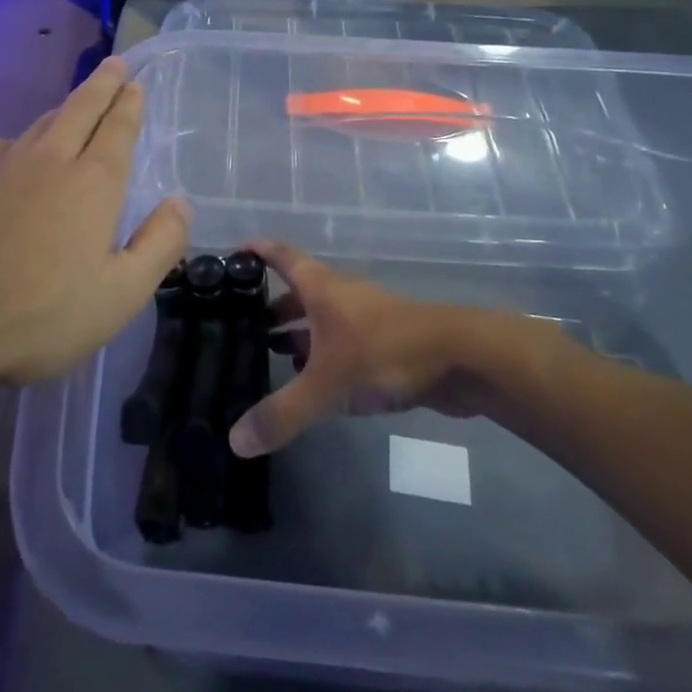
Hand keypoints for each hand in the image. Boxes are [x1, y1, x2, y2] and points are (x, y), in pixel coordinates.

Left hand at [0, 57, 188, 392]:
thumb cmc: (40, 315)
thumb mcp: (120, 295)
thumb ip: (159, 245)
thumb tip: (180, 203)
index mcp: (93, 184)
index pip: (117, 130)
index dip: (129, 104)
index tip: (135, 82)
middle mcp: (49, 161)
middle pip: (80, 109)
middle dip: (101, 85)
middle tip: (115, 64)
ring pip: (40, 124)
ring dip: (63, 108)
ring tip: (74, 104)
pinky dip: (15, 140)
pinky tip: (11, 151)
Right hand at [229, 242, 549, 457]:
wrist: (462, 359)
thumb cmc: (385, 353)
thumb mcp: (326, 384)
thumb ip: (282, 413)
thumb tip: (234, 441)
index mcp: (321, 287)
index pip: (280, 255)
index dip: (256, 251)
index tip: (229, 255)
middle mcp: (340, 295)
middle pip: (298, 290)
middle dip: (269, 305)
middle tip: (237, 324)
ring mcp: (365, 318)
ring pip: (321, 319)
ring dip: (296, 332)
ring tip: (267, 354)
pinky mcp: (385, 343)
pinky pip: (342, 343)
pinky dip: (321, 354)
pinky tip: (312, 381)